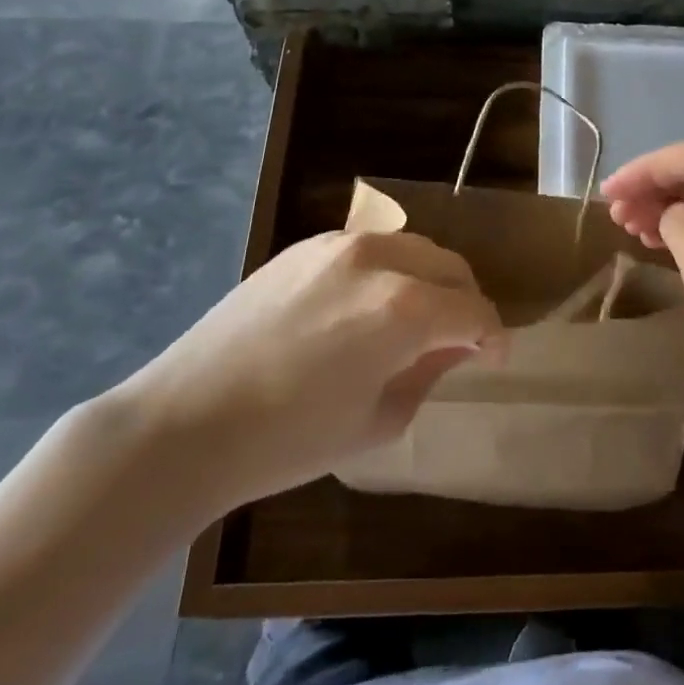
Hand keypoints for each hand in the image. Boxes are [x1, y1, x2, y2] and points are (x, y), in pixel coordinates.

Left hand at [118, 230, 502, 510]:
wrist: (188, 421)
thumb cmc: (290, 440)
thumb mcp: (379, 420)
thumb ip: (430, 373)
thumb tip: (455, 347)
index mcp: (405, 308)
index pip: (475, 311)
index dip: (495, 337)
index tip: (495, 359)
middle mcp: (379, 259)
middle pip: (450, 267)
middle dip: (466, 301)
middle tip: (461, 339)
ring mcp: (338, 244)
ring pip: (412, 248)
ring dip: (430, 280)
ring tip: (418, 318)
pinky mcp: (305, 245)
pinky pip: (369, 248)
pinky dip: (389, 270)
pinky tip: (369, 305)